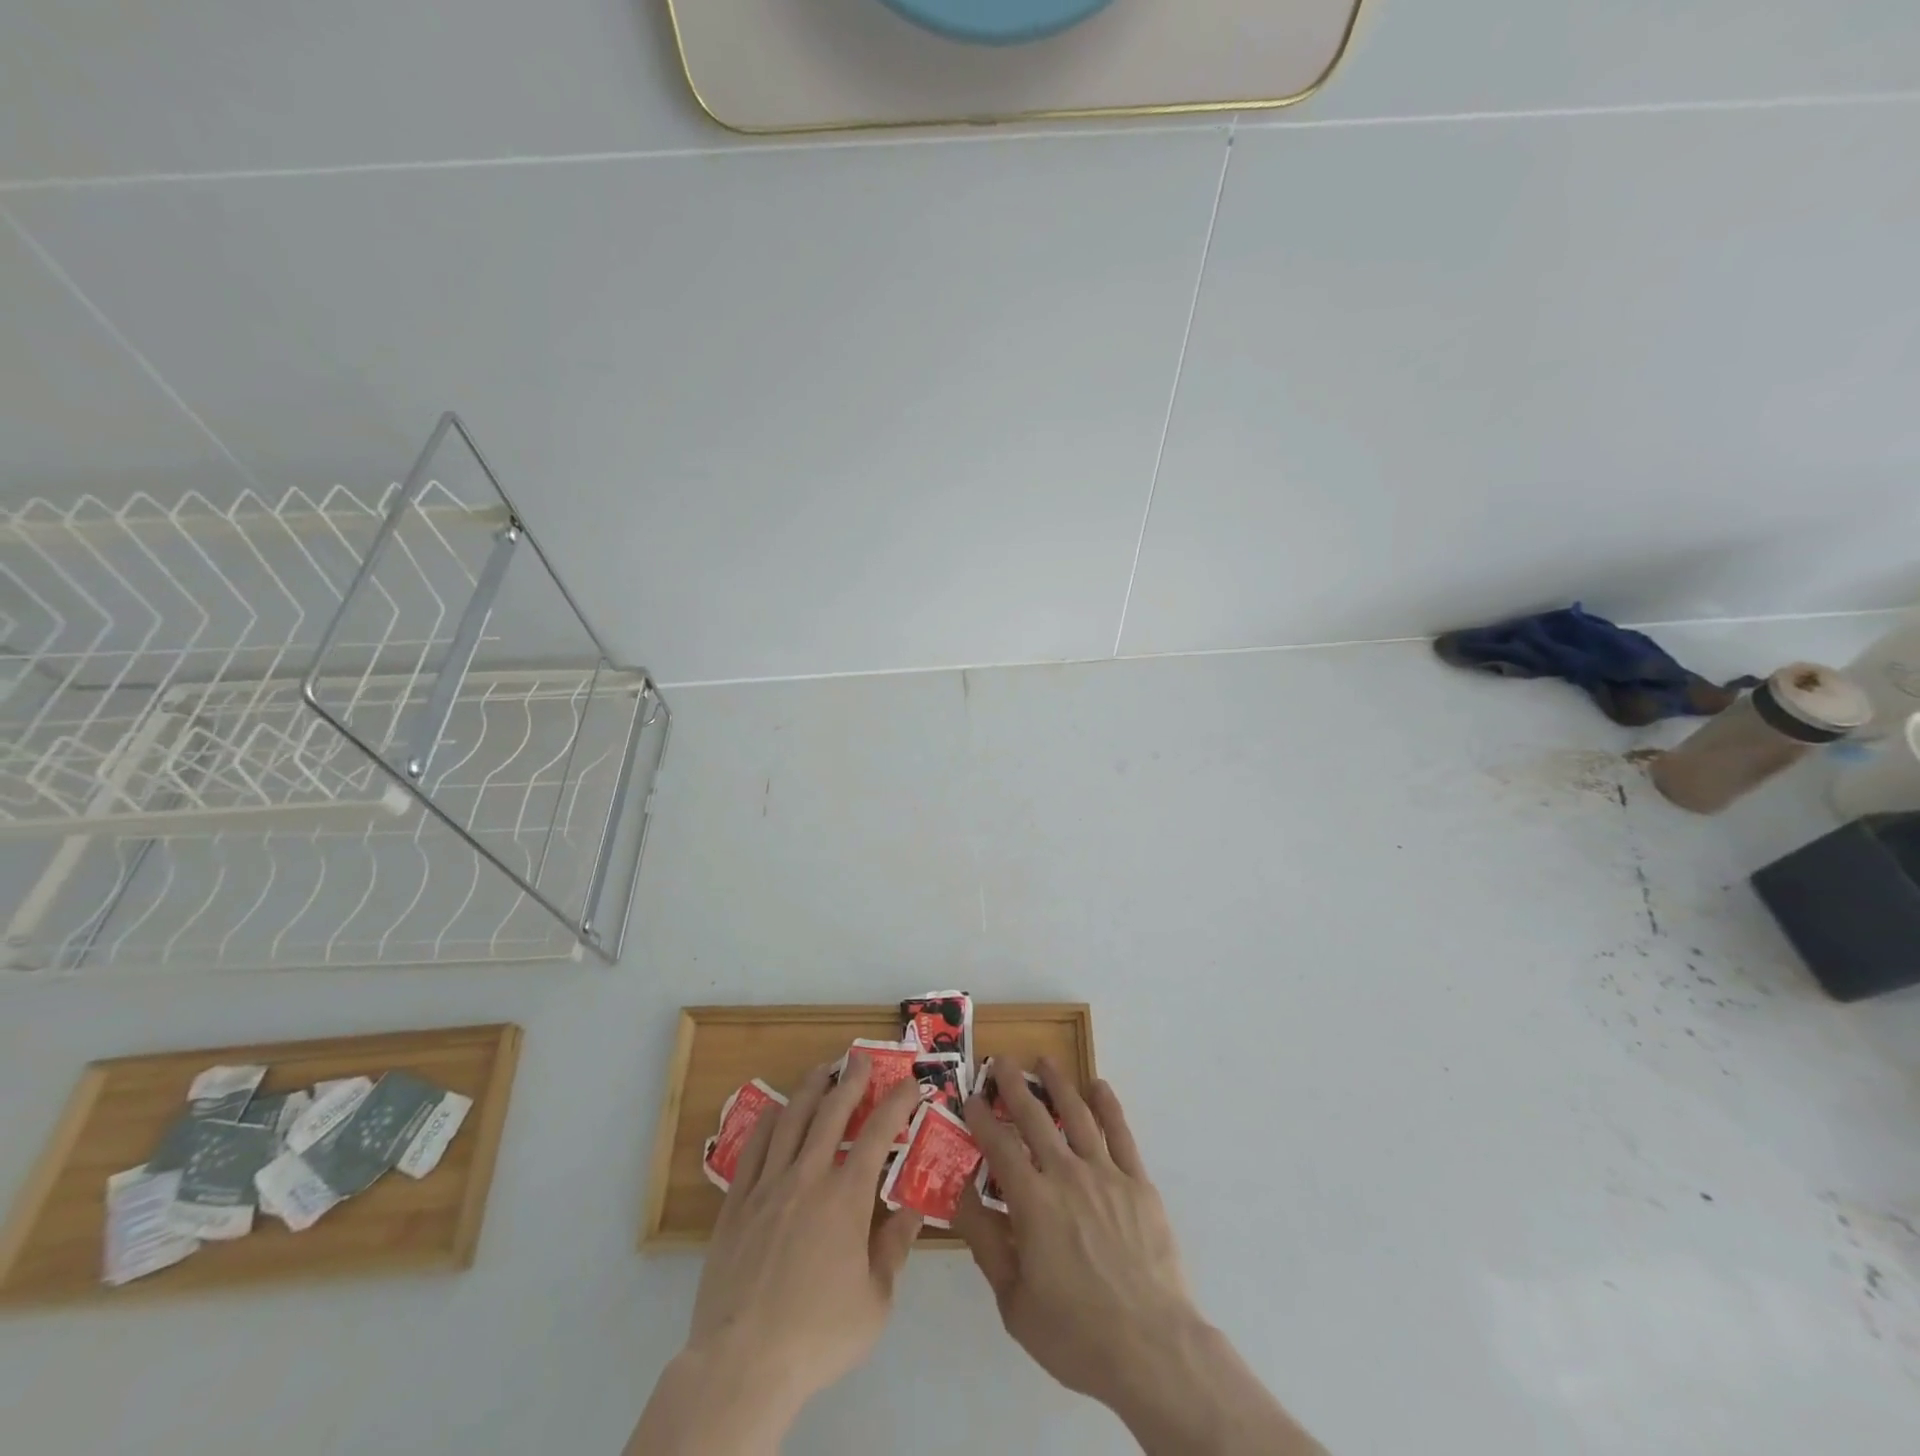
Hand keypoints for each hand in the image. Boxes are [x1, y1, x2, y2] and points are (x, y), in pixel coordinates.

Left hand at [628, 1056, 922, 1453]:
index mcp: (847, 1197)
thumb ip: (895, 1248)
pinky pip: (753, 1149)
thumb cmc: (818, 1335)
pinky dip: (768, 1123)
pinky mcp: (736, 1204)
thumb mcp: (876, 1301)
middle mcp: (808, 1177)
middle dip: (850, 1080)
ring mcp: (768, 1186)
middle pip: (831, 1112)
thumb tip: (912, 1207)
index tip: (909, 1084)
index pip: (878, 1133)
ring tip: (821, 1070)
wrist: (742, 1363)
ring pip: (791, 1120)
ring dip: (810, 1089)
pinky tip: (775, 1111)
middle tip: (859, 1058)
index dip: (896, 1103)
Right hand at [953, 1057, 1195, 1407]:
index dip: (981, 1119)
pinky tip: (1099, 1086)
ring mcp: (1106, 1174)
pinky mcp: (1138, 1183)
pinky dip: (1108, 1105)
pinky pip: (1120, 1133)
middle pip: (1035, 1118)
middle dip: (1014, 1086)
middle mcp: (1066, 1175)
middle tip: (1001, 1061)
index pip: (999, 1146)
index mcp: (1032, 1202)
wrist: (1151, 1348)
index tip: (970, 1098)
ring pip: (1078, 1115)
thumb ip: (985, 1242)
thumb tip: (958, 1194)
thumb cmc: (1075, 1333)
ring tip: (1046, 1061)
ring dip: (1058, 1084)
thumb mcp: (1013, 1301)